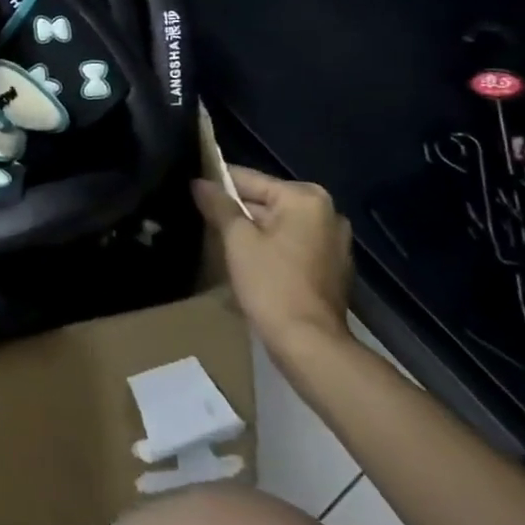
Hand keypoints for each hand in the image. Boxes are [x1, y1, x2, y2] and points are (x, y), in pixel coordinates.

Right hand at [192, 166, 352, 361]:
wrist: (310, 345)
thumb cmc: (272, 284)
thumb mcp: (237, 240)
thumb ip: (218, 205)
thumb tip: (199, 182)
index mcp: (305, 198)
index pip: (249, 179)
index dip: (217, 183)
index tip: (191, 188)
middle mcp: (327, 213)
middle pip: (266, 201)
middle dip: (234, 210)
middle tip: (200, 216)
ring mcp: (333, 242)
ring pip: (278, 225)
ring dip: (251, 230)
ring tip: (216, 238)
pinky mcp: (331, 268)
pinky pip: (291, 245)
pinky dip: (269, 248)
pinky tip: (245, 261)